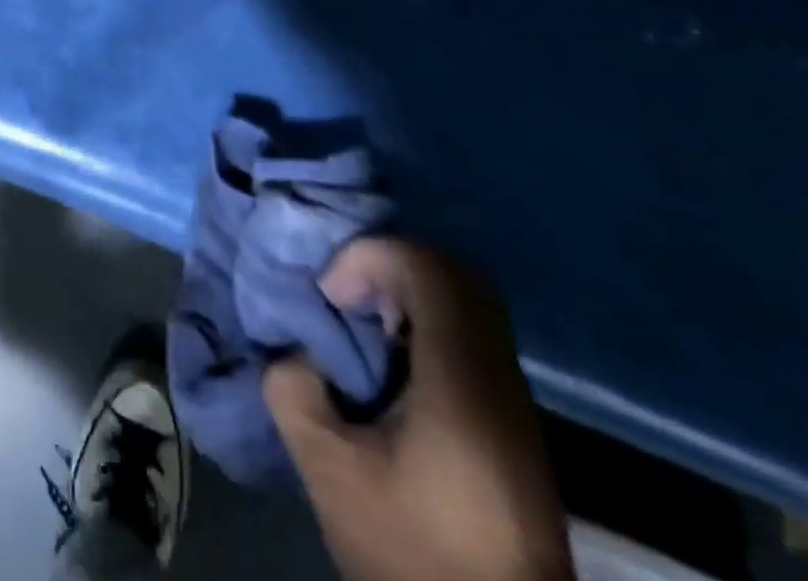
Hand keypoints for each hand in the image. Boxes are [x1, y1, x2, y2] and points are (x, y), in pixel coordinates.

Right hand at [264, 239, 572, 580]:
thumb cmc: (415, 553)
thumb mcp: (330, 474)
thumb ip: (295, 393)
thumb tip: (294, 352)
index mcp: (461, 382)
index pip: (428, 270)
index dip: (370, 257)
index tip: (331, 294)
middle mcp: (498, 378)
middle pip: (455, 274)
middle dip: (389, 265)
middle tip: (345, 295)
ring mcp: (513, 402)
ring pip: (466, 304)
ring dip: (406, 295)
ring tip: (359, 328)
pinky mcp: (513, 425)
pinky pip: (469, 337)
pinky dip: (423, 326)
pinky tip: (388, 370)